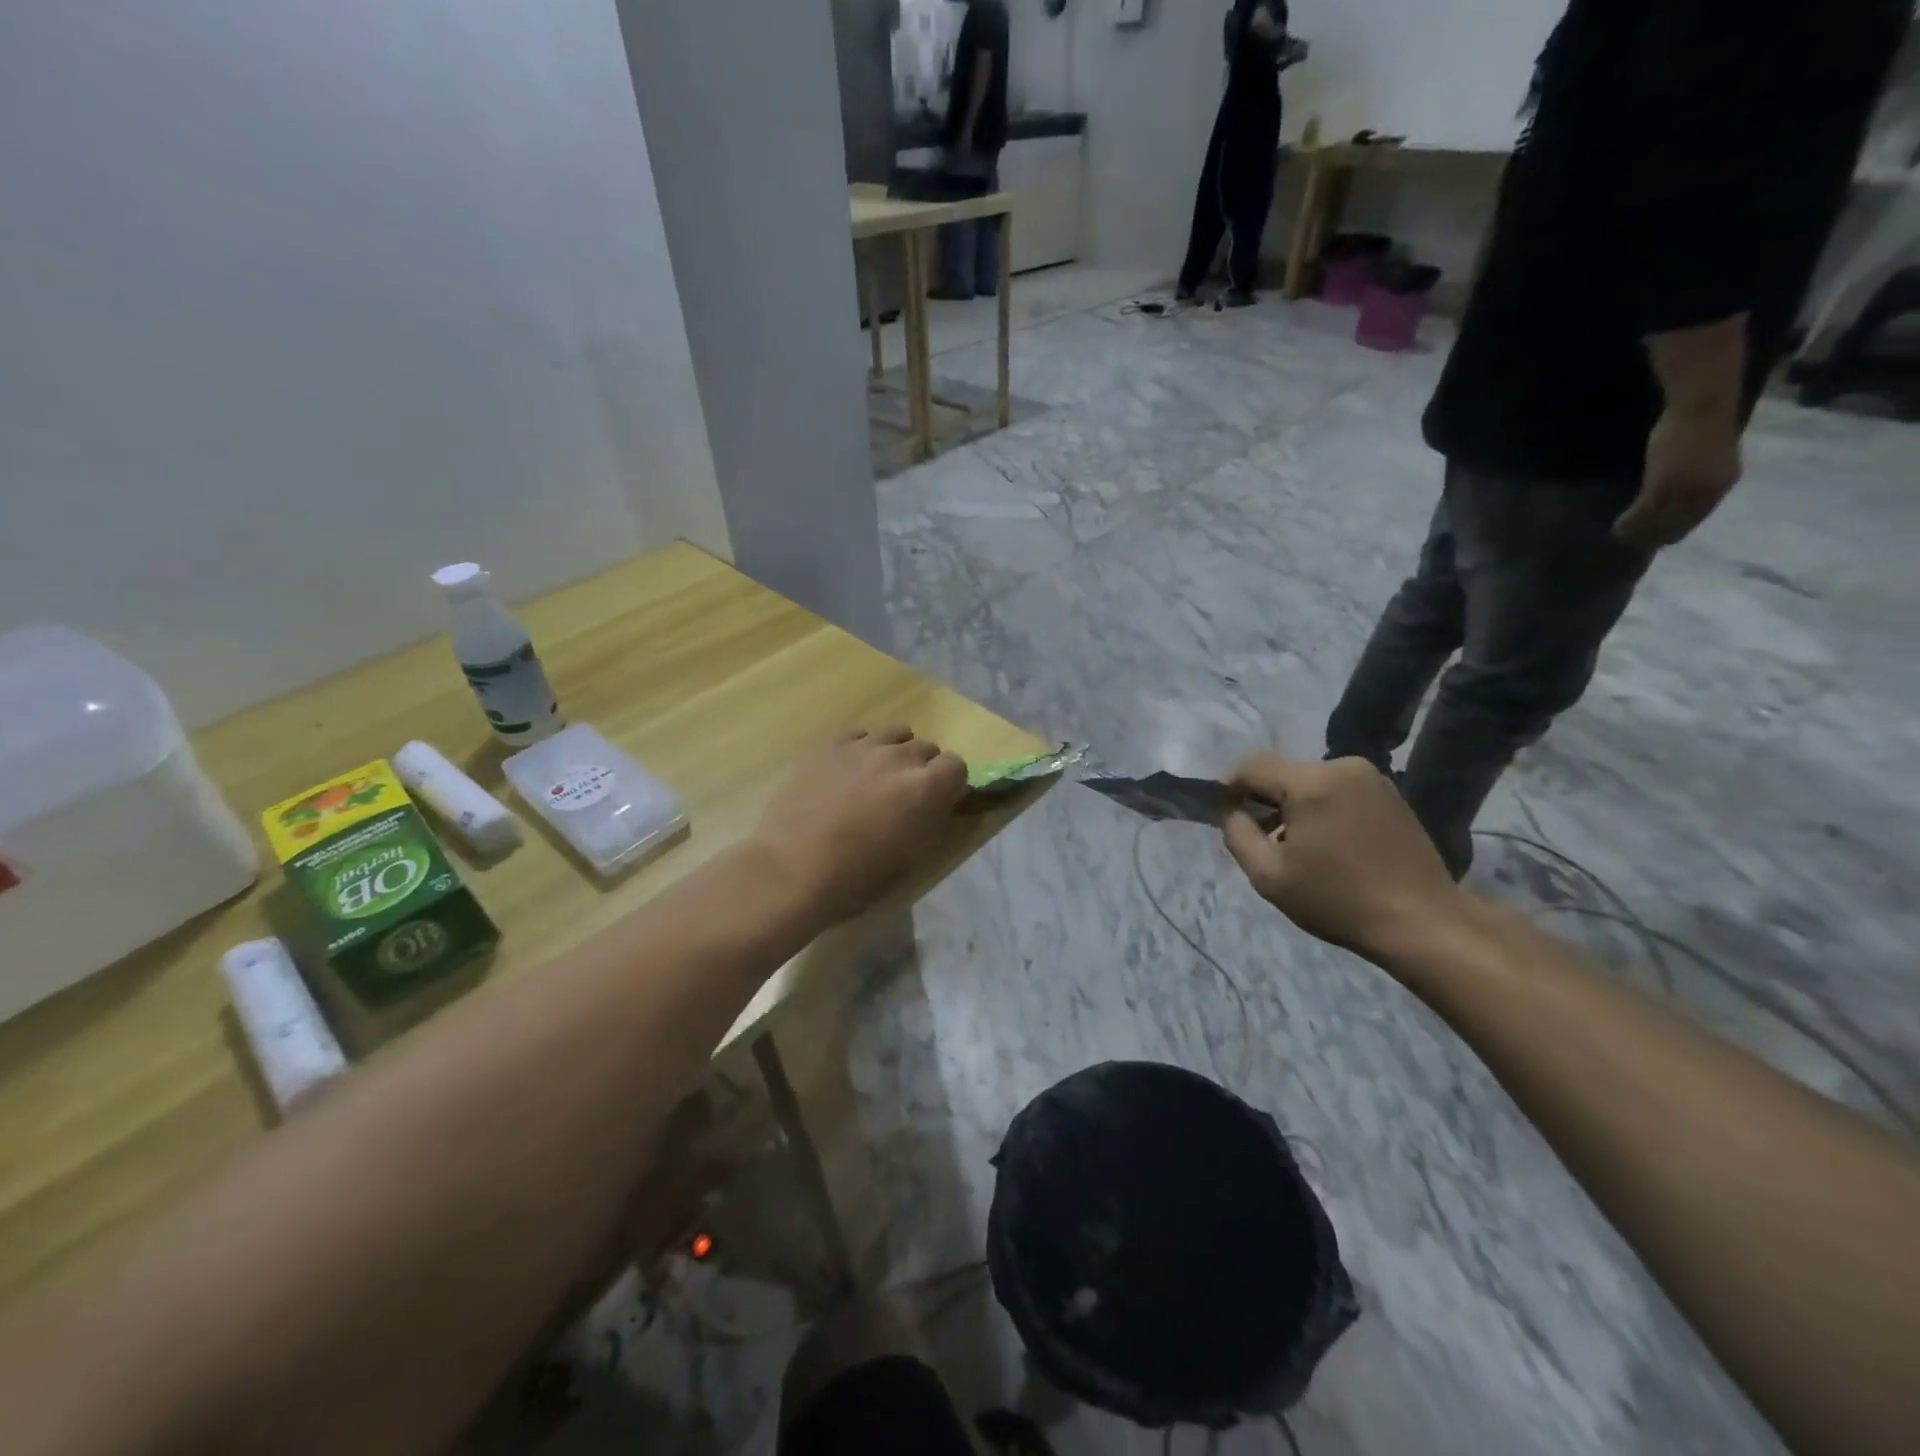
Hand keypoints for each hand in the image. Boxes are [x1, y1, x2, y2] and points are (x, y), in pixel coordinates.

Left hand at [752, 725, 967, 924]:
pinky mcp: (828, 746)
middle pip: (926, 748)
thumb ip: (931, 821)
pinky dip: (864, 747)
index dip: (950, 784)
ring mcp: (862, 747)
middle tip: (905, 796)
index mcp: (926, 788)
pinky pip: (859, 734)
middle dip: (923, 769)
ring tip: (879, 778)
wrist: (791, 871)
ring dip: (896, 752)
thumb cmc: (857, 878)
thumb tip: (936, 803)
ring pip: (895, 734)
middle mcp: (899, 758)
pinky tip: (851, 770)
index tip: (938, 803)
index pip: (957, 765)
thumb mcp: (912, 858)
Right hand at [1221, 755, 1463, 963]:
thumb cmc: (1338, 900)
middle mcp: (1343, 767)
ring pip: (1312, 782)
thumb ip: (1237, 835)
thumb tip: (1232, 811)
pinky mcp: (1391, 793)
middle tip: (1265, 841)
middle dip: (1267, 801)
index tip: (1228, 817)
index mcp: (1311, 782)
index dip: (1231, 788)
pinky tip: (1331, 845)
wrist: (1422, 922)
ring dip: (1296, 806)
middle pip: (1284, 774)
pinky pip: (1340, 790)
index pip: (1252, 767)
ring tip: (1301, 847)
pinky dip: (1324, 809)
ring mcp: (1372, 778)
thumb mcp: (1269, 875)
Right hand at [1614, 405, 1741, 548]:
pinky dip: (1630, 521)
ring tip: (1621, 535)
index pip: (1695, 518)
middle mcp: (1707, 492)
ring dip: (1639, 531)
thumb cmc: (1703, 423)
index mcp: (1722, 484)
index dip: (1673, 531)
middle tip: (1633, 542)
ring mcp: (1686, 489)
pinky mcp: (1663, 485)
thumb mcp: (1708, 455)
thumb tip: (1676, 491)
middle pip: (1678, 524)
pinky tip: (1618, 525)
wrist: (1703, 406)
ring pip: (1660, 521)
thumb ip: (1696, 475)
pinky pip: (1645, 512)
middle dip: (1655, 535)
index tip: (1655, 539)